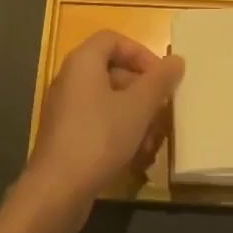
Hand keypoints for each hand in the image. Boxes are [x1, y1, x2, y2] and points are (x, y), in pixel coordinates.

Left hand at [23, 30, 184, 224]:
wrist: (56, 192)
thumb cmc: (99, 138)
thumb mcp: (138, 107)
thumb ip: (159, 81)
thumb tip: (177, 60)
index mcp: (83, 61)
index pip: (114, 40)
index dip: (141, 53)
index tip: (161, 77)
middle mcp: (70, 78)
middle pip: (113, 71)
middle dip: (143, 92)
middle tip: (162, 112)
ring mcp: (65, 109)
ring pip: (108, 101)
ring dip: (134, 117)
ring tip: (153, 141)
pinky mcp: (65, 137)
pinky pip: (97, 123)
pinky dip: (119, 133)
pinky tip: (136, 158)